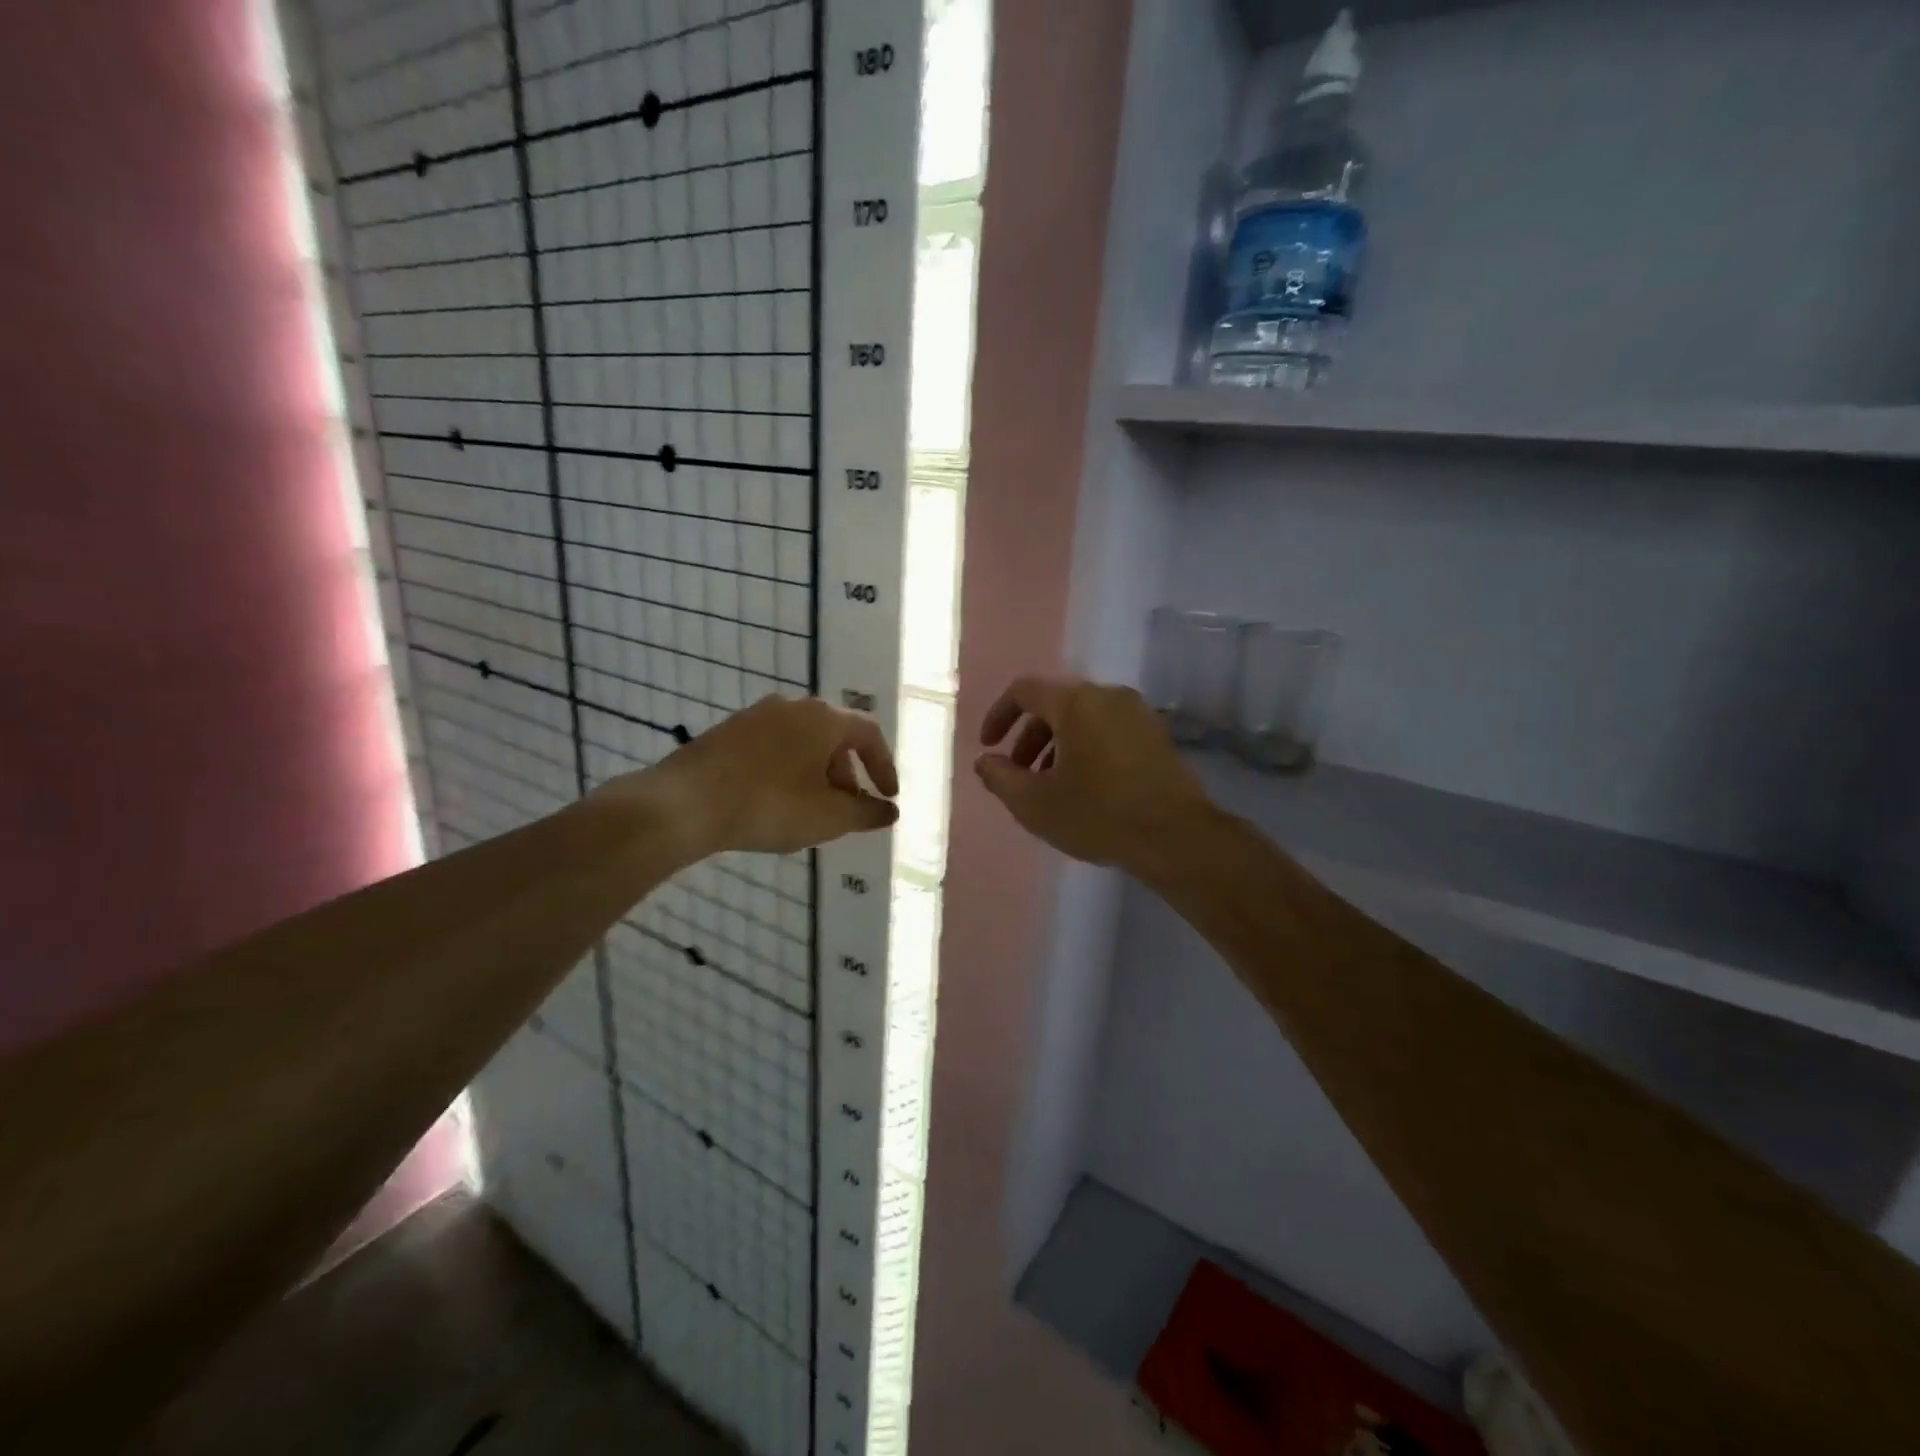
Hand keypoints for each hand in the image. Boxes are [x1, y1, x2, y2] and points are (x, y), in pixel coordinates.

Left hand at [606, 696, 898, 859]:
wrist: (684, 803)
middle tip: (848, 806)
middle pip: (834, 736)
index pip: (869, 734)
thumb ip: (866, 813)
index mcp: (824, 718)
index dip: (884, 766)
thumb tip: (890, 810)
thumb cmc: (769, 805)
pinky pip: (772, 747)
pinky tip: (776, 801)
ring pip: (802, 741)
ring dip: (817, 772)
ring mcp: (756, 715)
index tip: (888, 796)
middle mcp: (793, 706)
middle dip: (848, 773)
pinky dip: (787, 769)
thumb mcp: (828, 817)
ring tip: (812, 807)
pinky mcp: (727, 732)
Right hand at [975, 675, 1212, 876]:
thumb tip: (985, 761)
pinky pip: (1108, 729)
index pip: (1024, 691)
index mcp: (1075, 702)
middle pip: (1055, 704)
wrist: (1176, 837)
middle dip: (1028, 736)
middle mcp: (1107, 695)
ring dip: (1056, 745)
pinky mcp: (1156, 735)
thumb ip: (1000, 778)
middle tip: (1018, 774)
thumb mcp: (1034, 803)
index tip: (988, 747)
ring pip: (1083, 718)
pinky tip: (1085, 786)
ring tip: (1051, 786)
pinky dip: (1085, 748)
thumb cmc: (1098, 814)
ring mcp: (1137, 713)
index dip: (998, 715)